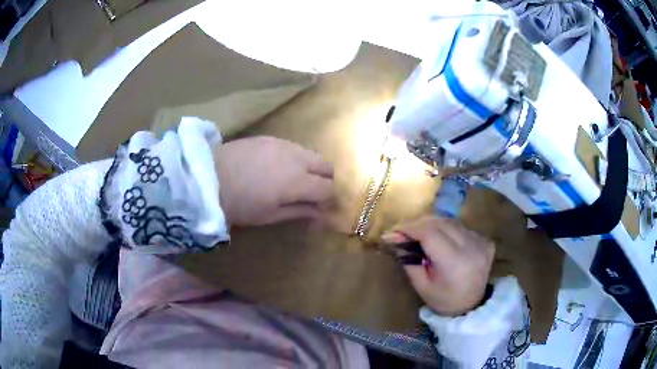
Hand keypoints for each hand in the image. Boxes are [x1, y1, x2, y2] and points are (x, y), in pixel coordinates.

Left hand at [214, 136, 334, 225]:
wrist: (209, 177)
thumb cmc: (239, 204)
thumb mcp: (270, 215)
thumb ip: (300, 211)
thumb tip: (322, 214)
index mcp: (298, 181)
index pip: (329, 187)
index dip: (329, 199)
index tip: (320, 208)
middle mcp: (297, 158)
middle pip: (326, 166)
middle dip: (325, 180)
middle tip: (312, 194)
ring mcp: (284, 144)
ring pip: (311, 154)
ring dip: (311, 168)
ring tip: (294, 181)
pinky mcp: (271, 138)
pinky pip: (294, 148)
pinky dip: (296, 159)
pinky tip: (278, 169)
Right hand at [384, 216, 494, 315]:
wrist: (471, 306)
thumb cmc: (443, 300)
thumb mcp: (422, 286)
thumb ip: (409, 260)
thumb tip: (394, 238)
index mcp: (455, 262)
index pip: (430, 233)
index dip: (409, 228)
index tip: (393, 231)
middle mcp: (471, 247)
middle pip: (440, 222)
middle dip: (418, 224)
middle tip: (402, 232)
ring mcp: (481, 241)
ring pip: (450, 221)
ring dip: (431, 224)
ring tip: (418, 234)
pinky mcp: (485, 240)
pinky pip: (460, 227)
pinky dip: (445, 229)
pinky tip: (439, 239)